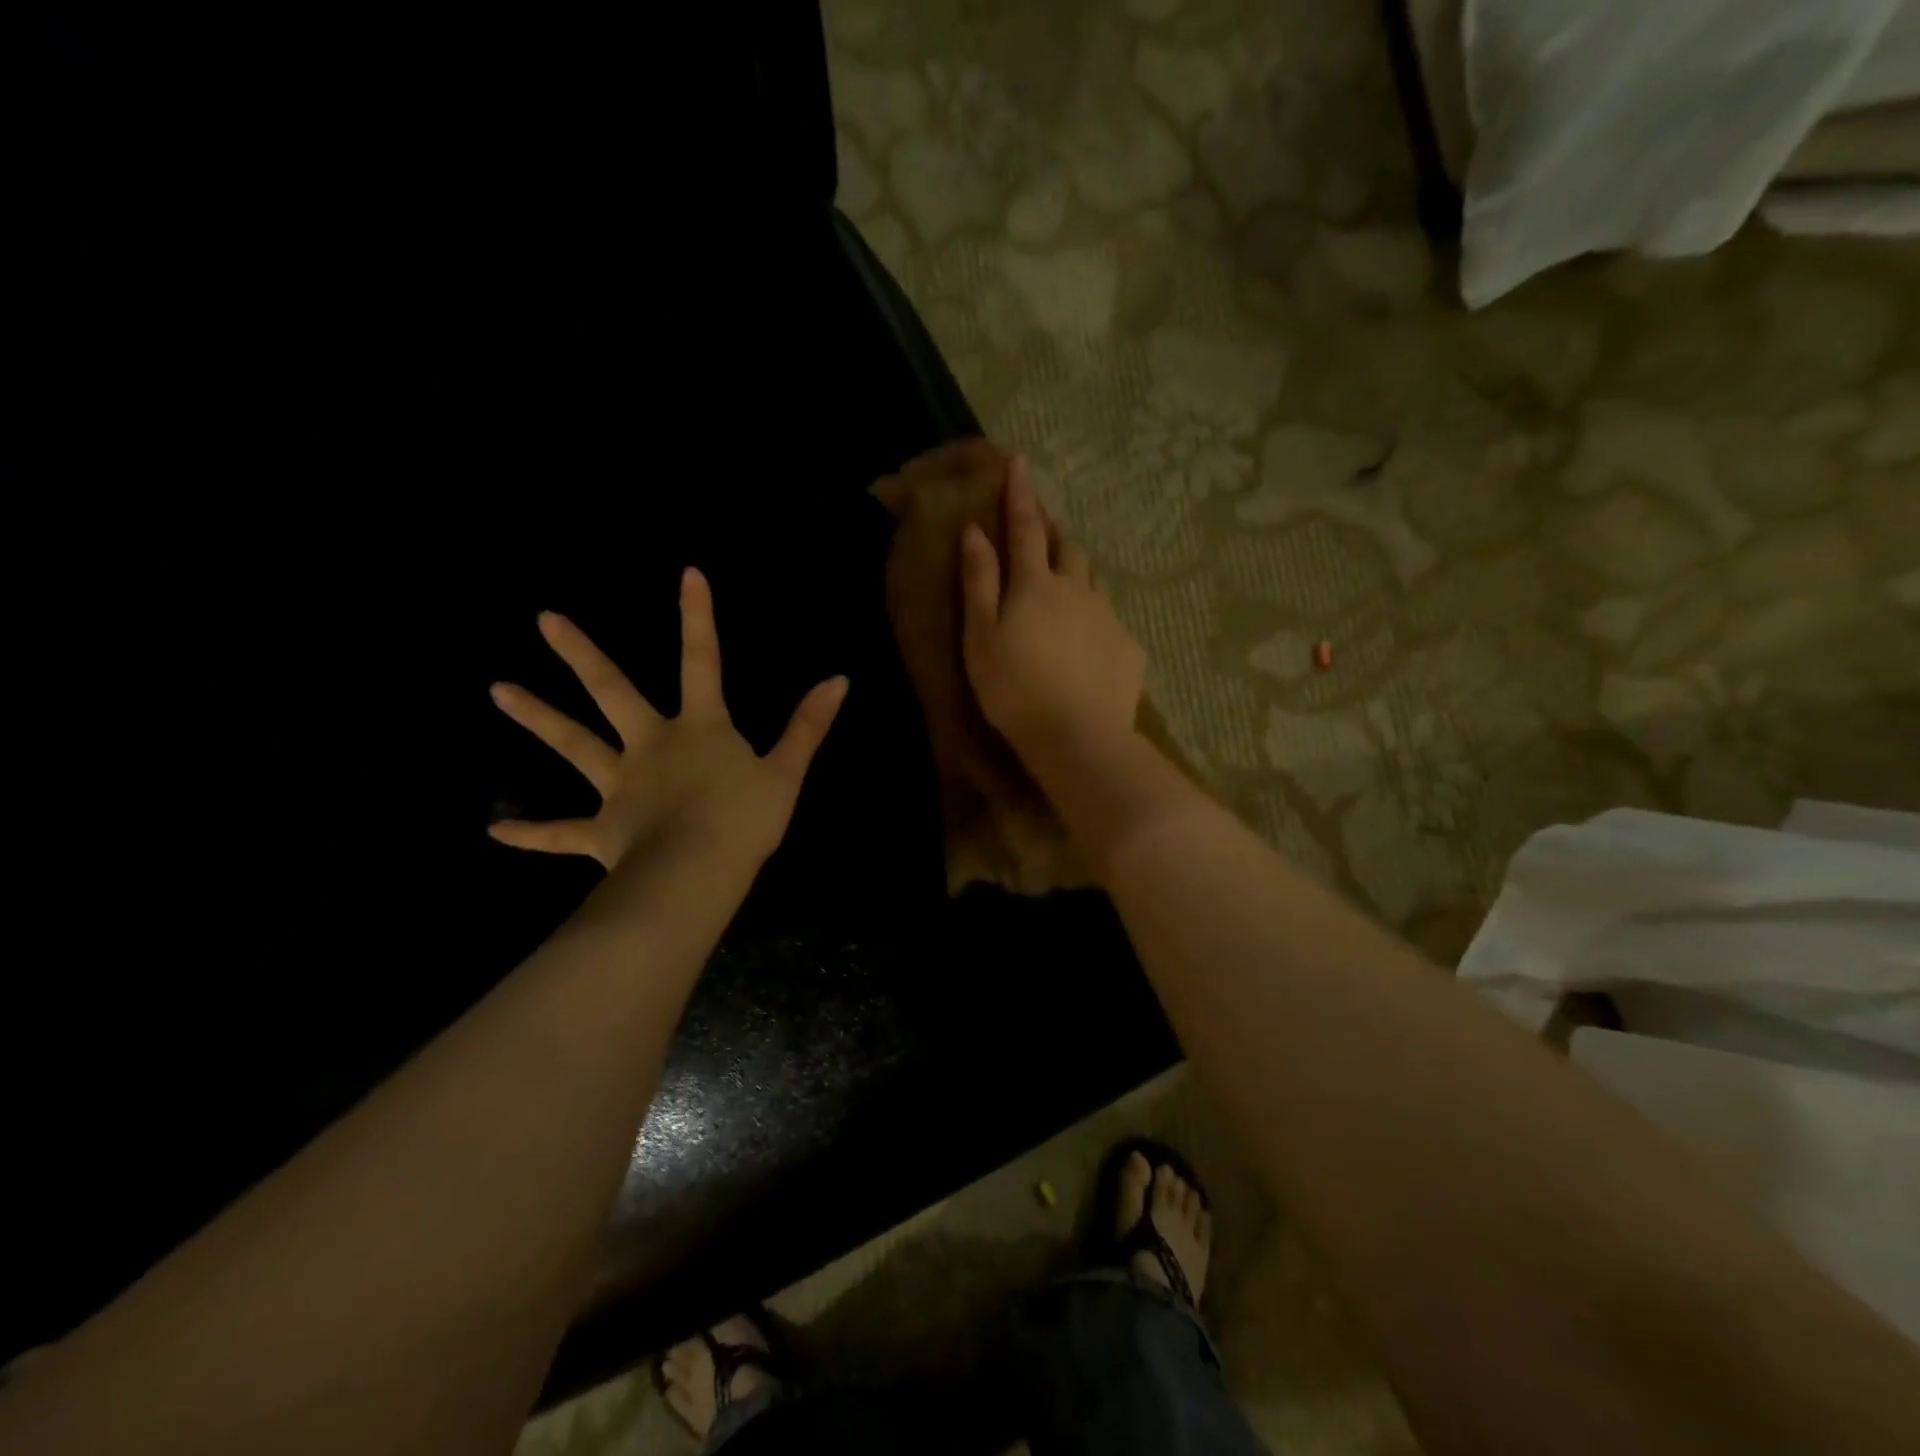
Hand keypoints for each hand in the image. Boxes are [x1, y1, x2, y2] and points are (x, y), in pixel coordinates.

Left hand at [487, 569, 847, 872]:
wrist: (696, 874)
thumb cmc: (744, 820)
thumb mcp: (787, 772)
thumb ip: (809, 726)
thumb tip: (839, 679)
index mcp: (699, 729)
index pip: (703, 662)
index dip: (698, 618)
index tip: (689, 573)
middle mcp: (651, 746)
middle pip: (613, 692)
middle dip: (582, 655)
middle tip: (544, 620)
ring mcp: (621, 787)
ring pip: (575, 745)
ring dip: (538, 718)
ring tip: (498, 690)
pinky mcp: (603, 831)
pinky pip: (563, 832)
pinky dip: (532, 833)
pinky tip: (496, 832)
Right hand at [960, 456, 1144, 771]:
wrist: (1078, 738)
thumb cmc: (1015, 690)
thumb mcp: (981, 638)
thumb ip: (979, 583)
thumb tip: (975, 533)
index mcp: (1036, 585)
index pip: (1027, 527)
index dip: (1021, 494)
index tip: (1019, 461)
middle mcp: (1078, 590)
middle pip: (1069, 548)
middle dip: (1055, 533)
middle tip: (1043, 534)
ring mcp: (1108, 618)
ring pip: (1093, 582)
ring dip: (1077, 575)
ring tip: (1065, 592)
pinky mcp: (1129, 648)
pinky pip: (1110, 621)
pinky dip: (1094, 620)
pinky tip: (1087, 646)